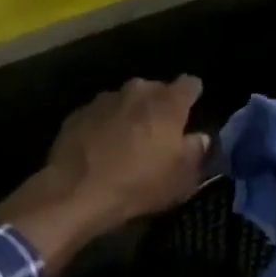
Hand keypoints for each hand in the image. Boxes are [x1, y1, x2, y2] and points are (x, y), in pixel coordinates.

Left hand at [0, 77, 209, 276]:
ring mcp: (104, 99)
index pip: (190, 84)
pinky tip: (101, 148)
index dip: (192, 96)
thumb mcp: (181, 178)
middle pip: (156, 90)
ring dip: (130, 114)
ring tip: (127, 141)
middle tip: (158, 133)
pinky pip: (101, 113)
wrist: (76, 192)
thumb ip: (196, 152)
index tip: (191, 113)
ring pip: (126, 100)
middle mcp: (137, 91)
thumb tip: (199, 137)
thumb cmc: (138, 184)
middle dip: (159, 106)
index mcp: (168, 102)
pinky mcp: (78, 113)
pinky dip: (105, 125)